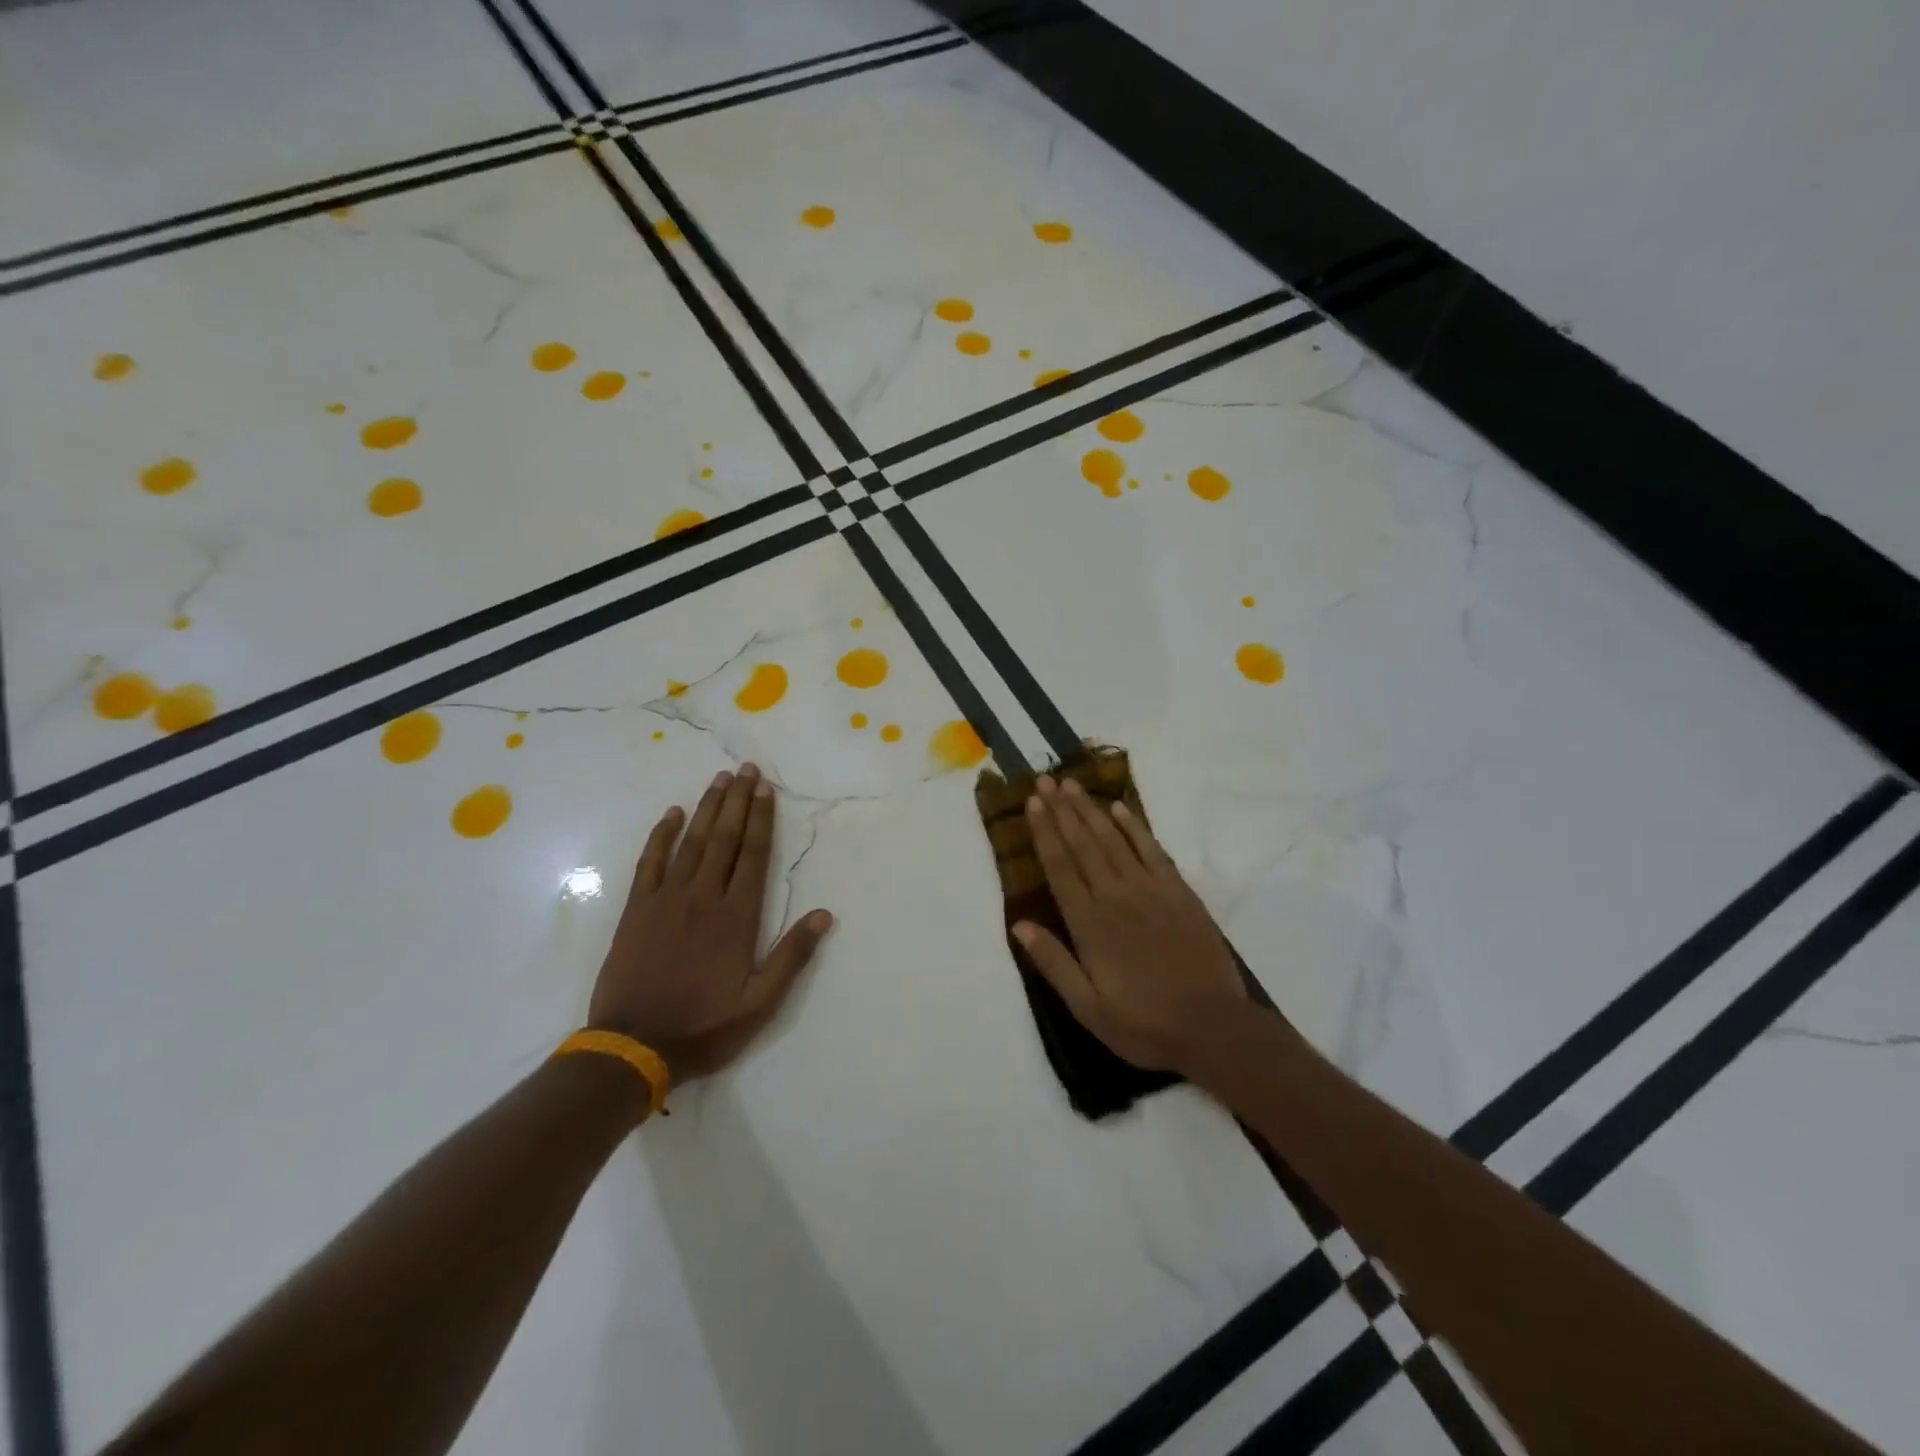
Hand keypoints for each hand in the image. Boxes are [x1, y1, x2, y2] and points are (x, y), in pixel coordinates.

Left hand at [589, 763, 833, 1081]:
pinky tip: (671, 814)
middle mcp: (704, 897)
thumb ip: (792, 956)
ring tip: (719, 779)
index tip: (765, 789)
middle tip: (746, 769)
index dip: (761, 819)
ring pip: (691, 842)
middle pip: (724, 839)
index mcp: (737, 917)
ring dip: (707, 808)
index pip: (754, 855)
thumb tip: (824, 914)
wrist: (632, 1048)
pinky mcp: (637, 909)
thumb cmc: (703, 1027)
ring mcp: (666, 899)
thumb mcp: (760, 1003)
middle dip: (737, 801)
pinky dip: (661, 835)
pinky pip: (650, 862)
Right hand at [1015, 776, 1246, 1072]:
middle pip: (1083, 844)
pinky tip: (1120, 808)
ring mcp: (1150, 890)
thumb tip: (1019, 925)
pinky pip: (1152, 850)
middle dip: (1062, 810)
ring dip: (1090, 810)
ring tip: (1072, 784)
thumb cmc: (1144, 1023)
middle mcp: (1116, 896)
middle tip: (1045, 779)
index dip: (1045, 833)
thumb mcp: (1088, 1007)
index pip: (1061, 867)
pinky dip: (1134, 827)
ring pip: (1113, 840)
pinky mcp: (1179, 892)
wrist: (1213, 1027)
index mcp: (1090, 924)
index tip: (1033, 803)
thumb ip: (1053, 963)